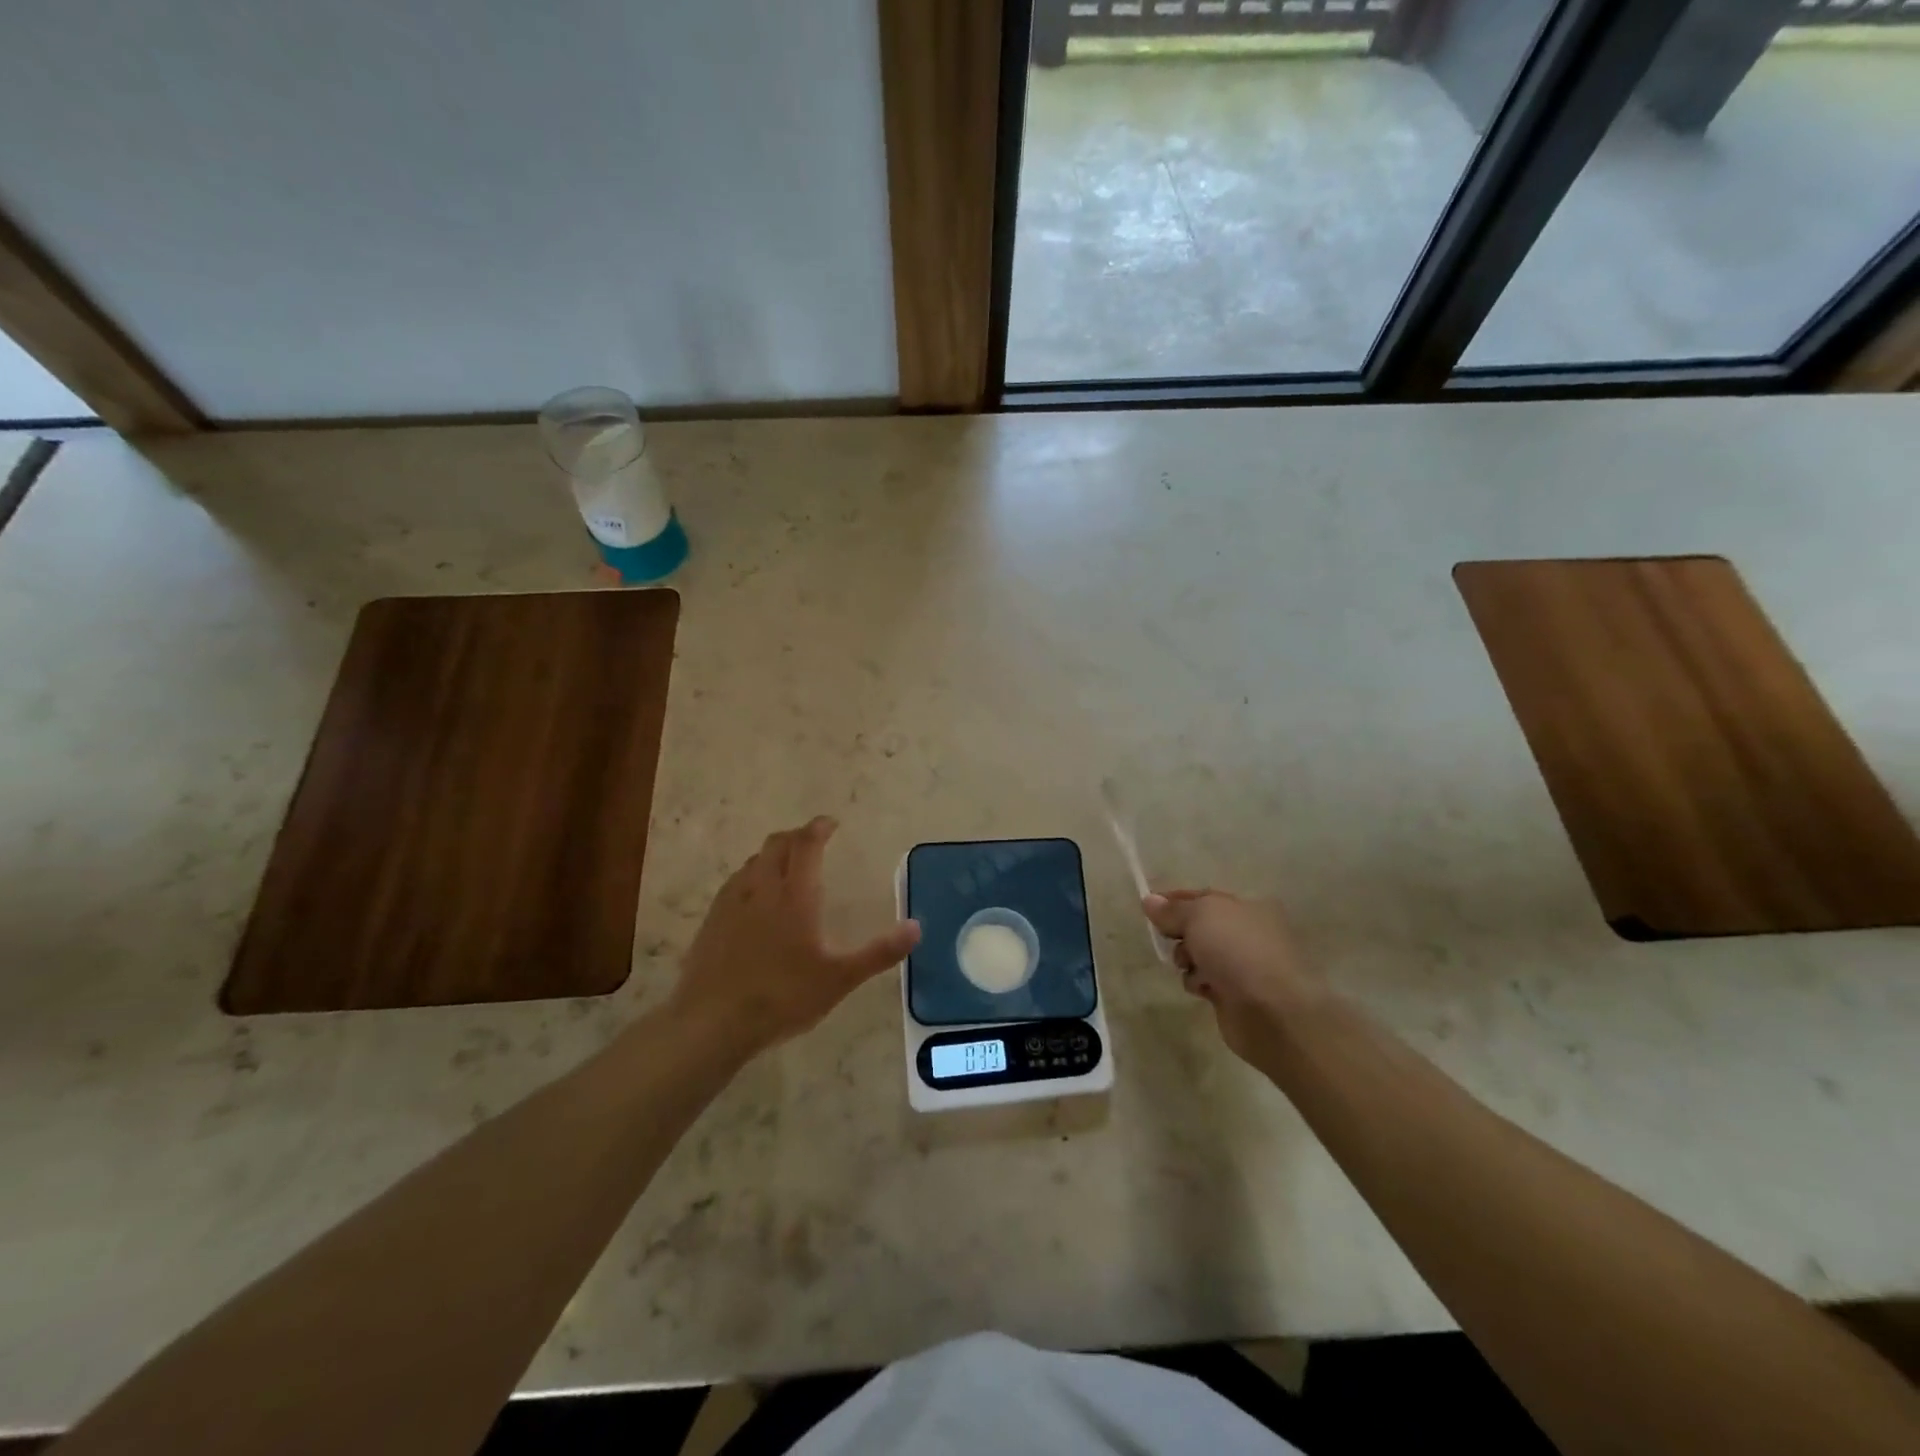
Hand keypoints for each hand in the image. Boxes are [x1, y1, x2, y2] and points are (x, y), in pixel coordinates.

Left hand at [669, 816, 920, 1057]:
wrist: (712, 1022)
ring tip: (787, 866)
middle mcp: (762, 888)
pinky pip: (735, 882)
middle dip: (797, 836)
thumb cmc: (782, 997)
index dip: (819, 828)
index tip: (831, 824)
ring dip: (773, 854)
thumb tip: (916, 927)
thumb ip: (879, 952)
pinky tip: (755, 899)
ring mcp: (732, 902)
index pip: (806, 844)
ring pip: (753, 861)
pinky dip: (752, 875)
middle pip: (777, 844)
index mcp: (795, 895)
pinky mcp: (712, 920)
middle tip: (813, 842)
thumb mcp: (839, 979)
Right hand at [1143, 889, 1322, 1060]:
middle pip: (1198, 926)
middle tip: (1171, 939)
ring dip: (1187, 959)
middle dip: (1180, 933)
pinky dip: (1197, 982)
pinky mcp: (1234, 993)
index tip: (1149, 908)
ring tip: (1190, 967)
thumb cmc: (1237, 951)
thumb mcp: (1200, 916)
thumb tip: (1149, 900)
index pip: (1203, 897)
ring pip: (1197, 954)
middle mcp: (1247, 932)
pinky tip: (1202, 988)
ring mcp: (1242, 964)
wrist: (1271, 1011)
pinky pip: (1203, 979)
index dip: (1175, 900)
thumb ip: (1172, 909)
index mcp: (1247, 907)